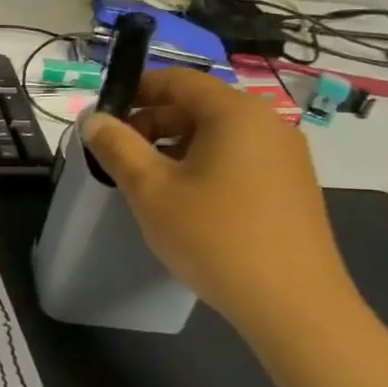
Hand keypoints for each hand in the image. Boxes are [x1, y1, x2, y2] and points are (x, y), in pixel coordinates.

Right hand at [80, 67, 358, 339]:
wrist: (294, 306)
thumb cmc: (214, 236)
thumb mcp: (151, 189)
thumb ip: (117, 146)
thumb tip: (94, 119)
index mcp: (234, 112)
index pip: (176, 80)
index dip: (135, 91)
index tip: (103, 118)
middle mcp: (267, 123)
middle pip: (198, 105)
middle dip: (152, 123)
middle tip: (118, 156)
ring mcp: (286, 156)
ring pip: (217, 134)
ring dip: (175, 147)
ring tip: (148, 183)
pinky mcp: (293, 186)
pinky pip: (238, 158)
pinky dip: (204, 165)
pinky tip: (187, 203)